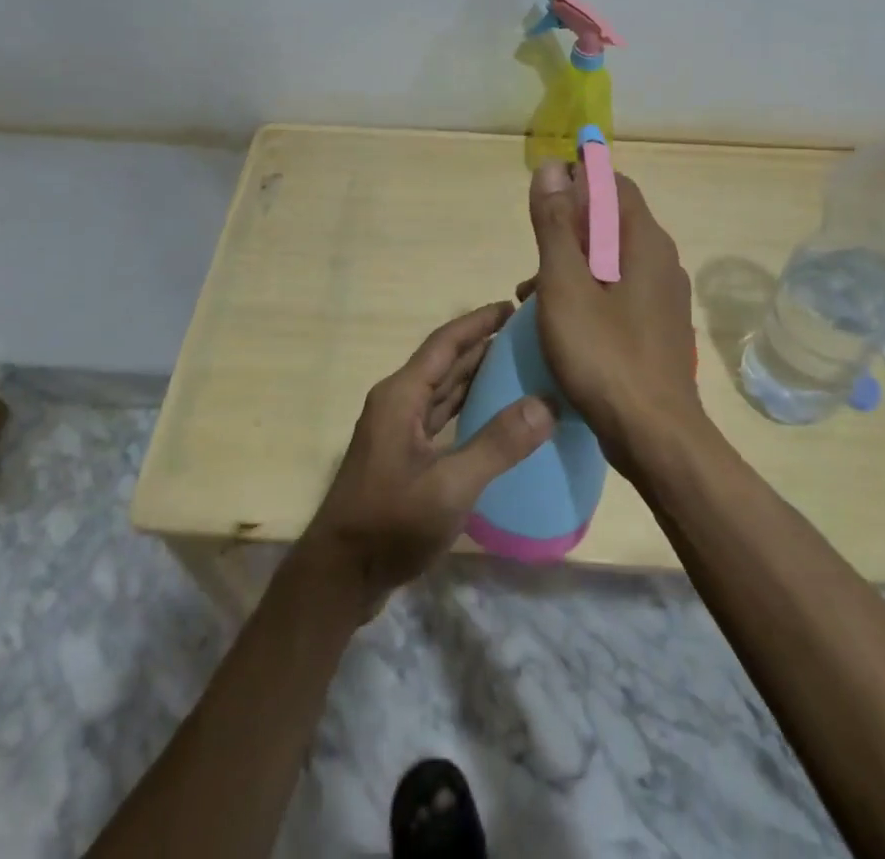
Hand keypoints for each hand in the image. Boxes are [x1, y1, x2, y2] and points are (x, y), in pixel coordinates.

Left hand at [298, 302, 555, 613]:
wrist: (339, 577)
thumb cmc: (390, 524)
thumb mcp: (449, 487)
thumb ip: (496, 445)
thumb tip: (545, 404)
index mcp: (401, 395)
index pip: (444, 343)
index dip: (477, 322)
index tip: (512, 307)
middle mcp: (397, 403)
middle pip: (444, 363)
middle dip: (482, 345)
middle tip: (527, 337)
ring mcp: (398, 431)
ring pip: (442, 390)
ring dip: (476, 375)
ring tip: (518, 366)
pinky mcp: (403, 457)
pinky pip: (441, 417)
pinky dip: (467, 408)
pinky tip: (493, 415)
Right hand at [523, 161, 701, 473]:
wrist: (654, 437)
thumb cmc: (604, 356)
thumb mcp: (566, 286)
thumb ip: (557, 225)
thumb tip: (552, 168)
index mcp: (645, 242)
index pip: (614, 185)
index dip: (577, 182)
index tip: (542, 203)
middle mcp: (662, 262)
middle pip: (611, 223)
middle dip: (568, 232)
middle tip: (532, 261)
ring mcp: (663, 298)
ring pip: (611, 262)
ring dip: (572, 267)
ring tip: (533, 299)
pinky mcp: (657, 328)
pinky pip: (618, 293)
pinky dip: (587, 295)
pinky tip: (560, 325)